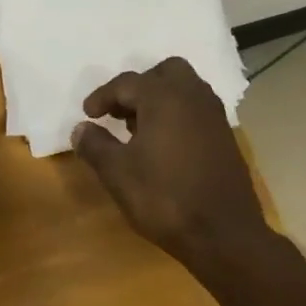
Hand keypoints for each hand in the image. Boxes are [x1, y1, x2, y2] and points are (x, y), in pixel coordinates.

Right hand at [72, 57, 268, 265]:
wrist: (222, 233)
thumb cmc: (163, 198)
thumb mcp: (117, 173)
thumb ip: (95, 145)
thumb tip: (80, 129)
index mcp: (164, 97)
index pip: (126, 83)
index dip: (102, 97)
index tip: (87, 115)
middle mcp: (193, 96)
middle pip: (164, 73)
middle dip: (138, 88)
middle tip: (118, 113)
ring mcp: (214, 116)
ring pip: (184, 90)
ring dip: (158, 101)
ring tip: (136, 130)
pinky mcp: (225, 137)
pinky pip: (196, 111)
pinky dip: (176, 116)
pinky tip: (162, 147)